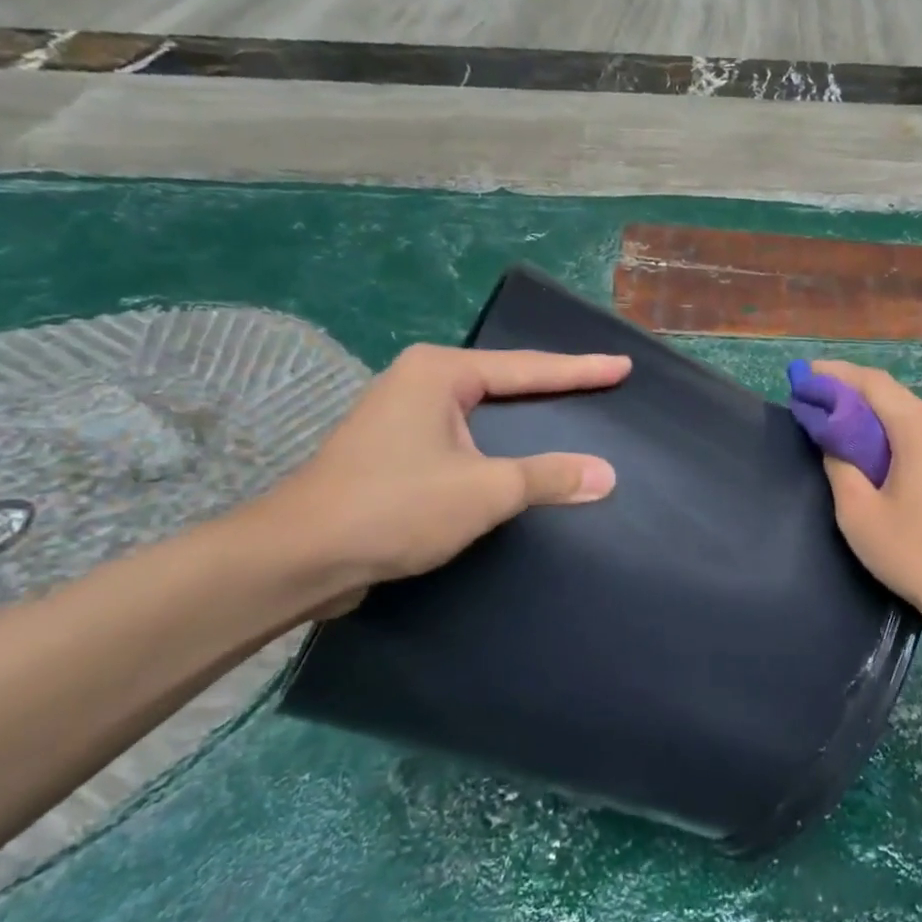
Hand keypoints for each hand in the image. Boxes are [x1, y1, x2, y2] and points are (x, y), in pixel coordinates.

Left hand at [256, 344, 629, 612]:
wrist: (300, 556)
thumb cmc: (395, 508)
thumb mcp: (485, 491)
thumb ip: (548, 478)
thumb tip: (607, 475)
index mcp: (440, 373)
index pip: (528, 368)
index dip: (581, 370)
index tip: (622, 366)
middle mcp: (419, 381)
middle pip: (505, 380)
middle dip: (553, 384)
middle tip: (600, 382)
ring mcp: (402, 415)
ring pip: (482, 408)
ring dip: (523, 413)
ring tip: (566, 410)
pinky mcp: (394, 449)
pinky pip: (464, 434)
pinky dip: (497, 439)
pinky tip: (515, 451)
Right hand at [811, 360, 921, 636]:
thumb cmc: (916, 555)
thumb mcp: (860, 515)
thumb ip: (840, 467)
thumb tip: (835, 444)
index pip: (874, 384)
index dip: (837, 375)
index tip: (806, 376)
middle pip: (897, 399)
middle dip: (856, 398)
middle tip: (821, 406)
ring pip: (918, 422)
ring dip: (882, 422)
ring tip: (851, 436)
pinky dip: (906, 442)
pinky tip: (891, 464)